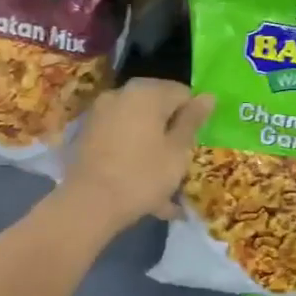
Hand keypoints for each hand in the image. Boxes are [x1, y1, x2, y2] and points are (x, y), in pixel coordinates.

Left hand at [59, 79, 213, 233]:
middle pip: (157, 107)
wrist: (88, 203)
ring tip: (162, 184)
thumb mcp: (177, 151)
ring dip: (152, 147)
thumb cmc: (142, 175)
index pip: (182, 93)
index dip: (193, 118)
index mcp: (146, 92)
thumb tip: (208, 96)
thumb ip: (192, 120)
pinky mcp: (88, 134)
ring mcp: (100, 113)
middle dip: (170, 132)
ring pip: (138, 126)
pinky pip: (120, 139)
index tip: (193, 144)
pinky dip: (132, 154)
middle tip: (179, 163)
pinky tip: (140, 185)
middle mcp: (121, 94)